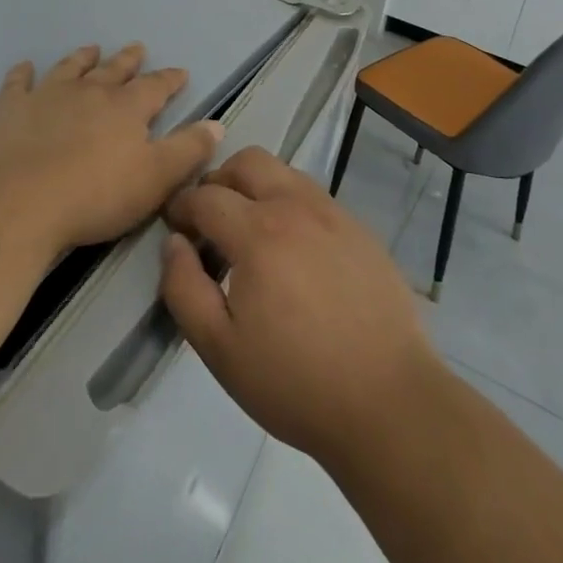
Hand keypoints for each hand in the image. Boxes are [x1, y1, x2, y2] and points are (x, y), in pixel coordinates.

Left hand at [0, 43, 223, 260]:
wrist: (16, 207)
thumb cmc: (94, 197)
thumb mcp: (156, 180)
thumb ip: (188, 150)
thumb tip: (216, 124)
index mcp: (126, 108)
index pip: (155, 87)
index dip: (169, 80)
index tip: (180, 72)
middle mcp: (88, 92)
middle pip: (113, 70)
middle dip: (128, 60)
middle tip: (137, 48)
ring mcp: (46, 96)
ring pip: (70, 69)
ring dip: (82, 58)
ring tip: (91, 49)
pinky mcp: (9, 110)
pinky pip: (17, 84)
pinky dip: (22, 73)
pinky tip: (24, 67)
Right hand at [160, 147, 439, 470]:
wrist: (388, 401)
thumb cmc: (295, 382)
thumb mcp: (219, 348)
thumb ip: (184, 288)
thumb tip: (174, 242)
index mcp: (258, 232)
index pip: (206, 196)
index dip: (181, 206)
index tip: (174, 226)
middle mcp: (296, 207)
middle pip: (248, 161)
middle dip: (219, 181)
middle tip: (210, 220)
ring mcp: (334, 214)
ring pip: (284, 173)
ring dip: (256, 188)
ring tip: (251, 234)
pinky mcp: (360, 230)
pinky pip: (314, 196)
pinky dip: (290, 205)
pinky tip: (293, 251)